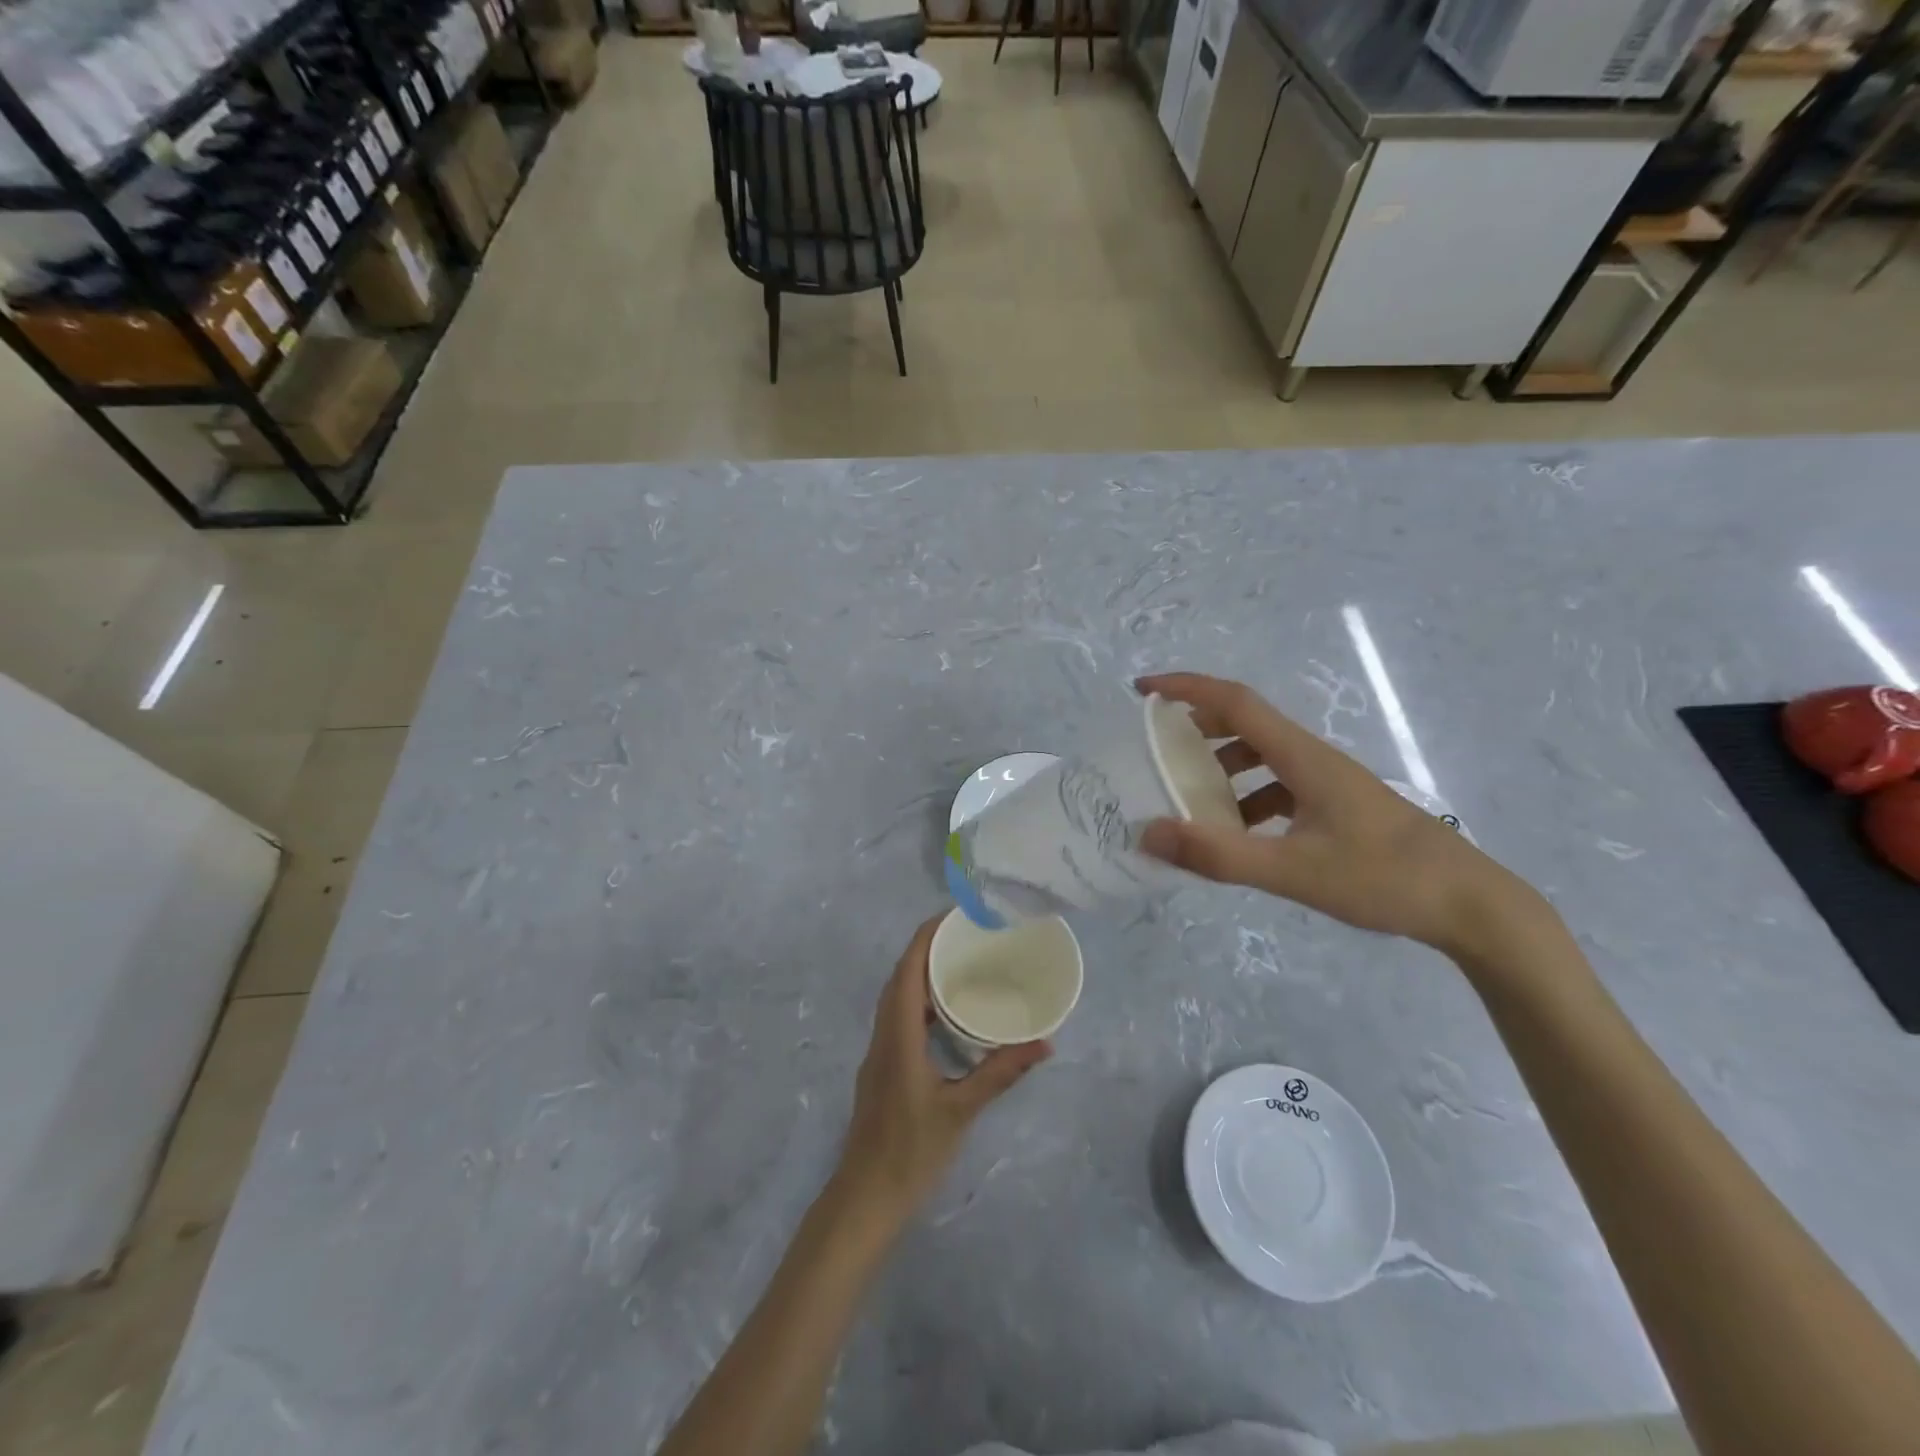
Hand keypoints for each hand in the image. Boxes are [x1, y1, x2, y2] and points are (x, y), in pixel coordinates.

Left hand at [832, 917, 1050, 1223]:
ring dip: (922, 974)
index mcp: (898, 1034)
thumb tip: (1044, 1043)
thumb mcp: (961, 1111)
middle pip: (900, 976)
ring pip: (896, 997)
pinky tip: (946, 1014)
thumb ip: (1000, 1073)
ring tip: (960, 964)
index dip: (926, 936)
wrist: (864, 1199)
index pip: (908, 969)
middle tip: (965, 935)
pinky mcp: (883, 1067)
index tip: (953, 915)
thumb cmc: (910, 1152)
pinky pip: (899, 1017)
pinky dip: (920, 1002)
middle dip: (926, 948)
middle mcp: (884, 1034)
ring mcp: (879, 1051)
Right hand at [1135, 672, 1541, 958]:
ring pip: (1263, 756)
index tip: (1143, 691)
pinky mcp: (1338, 806)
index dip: (1186, 688)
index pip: (1235, 701)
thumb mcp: (1293, 871)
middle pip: (1246, 723)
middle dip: (1197, 726)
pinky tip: (1239, 835)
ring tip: (1189, 795)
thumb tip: (1149, 834)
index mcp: (1303, 757)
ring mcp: (1329, 782)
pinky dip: (1248, 798)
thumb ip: (1219, 855)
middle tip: (1157, 746)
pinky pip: (1279, 786)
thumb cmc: (1384, 879)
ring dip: (1222, 765)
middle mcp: (1313, 758)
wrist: (1470, 905)